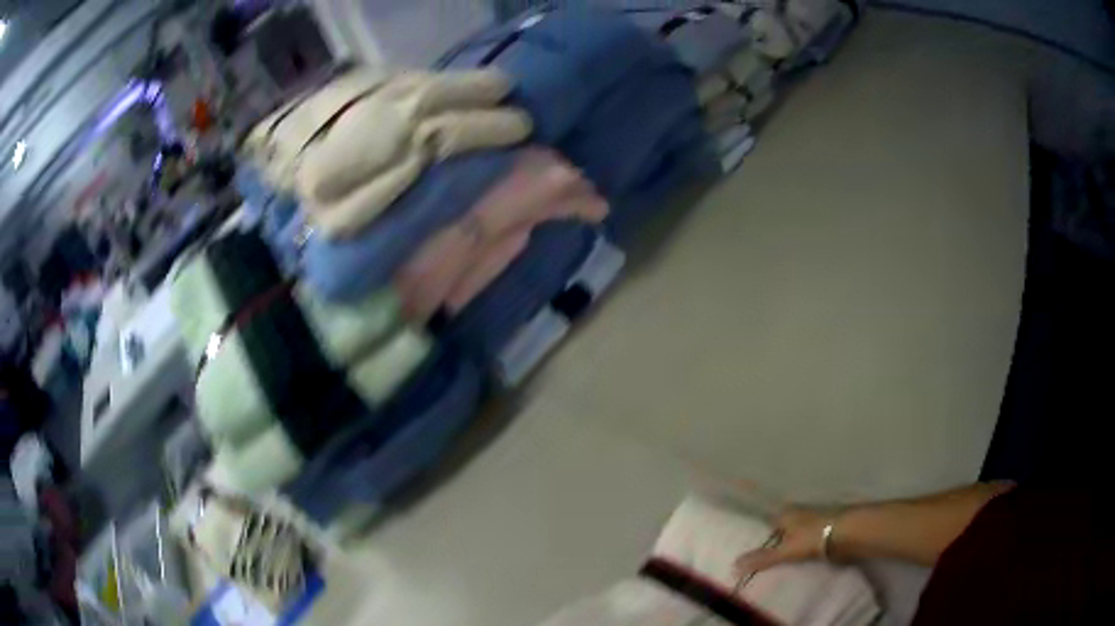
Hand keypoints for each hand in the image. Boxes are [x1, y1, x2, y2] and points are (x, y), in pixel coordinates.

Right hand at [735, 507, 836, 574]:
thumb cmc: (813, 537)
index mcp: (786, 514)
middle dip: (772, 544)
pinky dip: (801, 553)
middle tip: (757, 565)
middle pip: (780, 531)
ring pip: (794, 537)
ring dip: (788, 549)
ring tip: (774, 569)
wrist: (848, 533)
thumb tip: (733, 565)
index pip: (766, 524)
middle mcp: (798, 515)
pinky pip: (806, 544)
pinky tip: (796, 565)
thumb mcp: (785, 550)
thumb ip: (762, 558)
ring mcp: (812, 523)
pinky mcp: (824, 532)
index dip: (757, 537)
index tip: (746, 552)